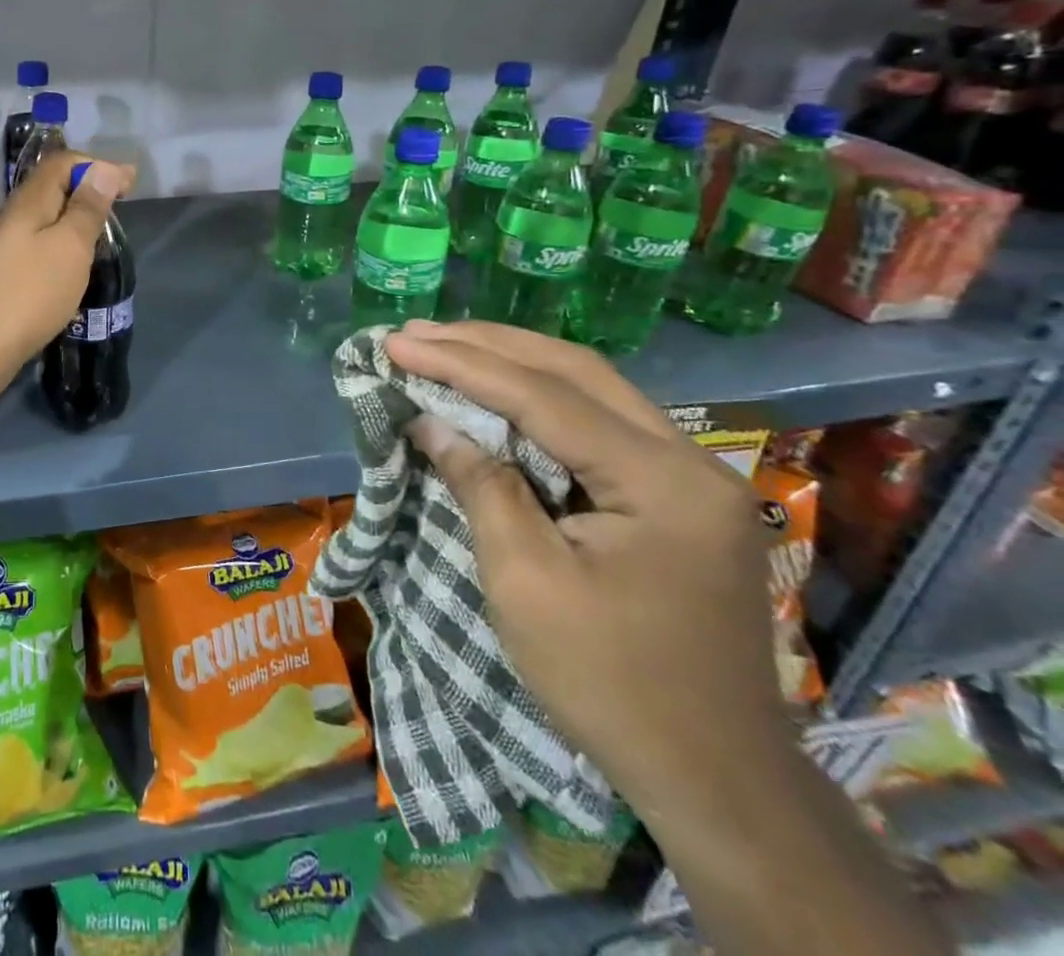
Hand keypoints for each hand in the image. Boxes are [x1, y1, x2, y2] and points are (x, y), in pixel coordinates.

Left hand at [0, 151, 133, 407]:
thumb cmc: (30, 291)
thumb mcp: (69, 246)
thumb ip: (86, 209)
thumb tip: (103, 169)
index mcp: (30, 201)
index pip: (62, 163)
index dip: (96, 165)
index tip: (129, 182)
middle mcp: (15, 217)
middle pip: (52, 188)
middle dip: (87, 188)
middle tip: (120, 202)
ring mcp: (8, 247)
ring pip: (47, 218)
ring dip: (76, 217)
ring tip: (103, 231)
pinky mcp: (7, 275)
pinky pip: (41, 244)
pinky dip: (64, 243)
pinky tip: (76, 263)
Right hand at [384, 320, 787, 827]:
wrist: (715, 778)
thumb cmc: (611, 683)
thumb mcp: (526, 583)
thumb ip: (482, 486)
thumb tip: (431, 422)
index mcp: (664, 483)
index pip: (546, 397)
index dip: (462, 365)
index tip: (396, 343)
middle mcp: (690, 461)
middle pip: (576, 372)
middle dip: (487, 346)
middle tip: (415, 333)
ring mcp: (691, 477)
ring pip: (591, 388)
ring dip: (513, 362)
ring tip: (444, 346)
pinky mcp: (677, 496)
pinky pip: (599, 422)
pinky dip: (538, 398)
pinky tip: (497, 391)